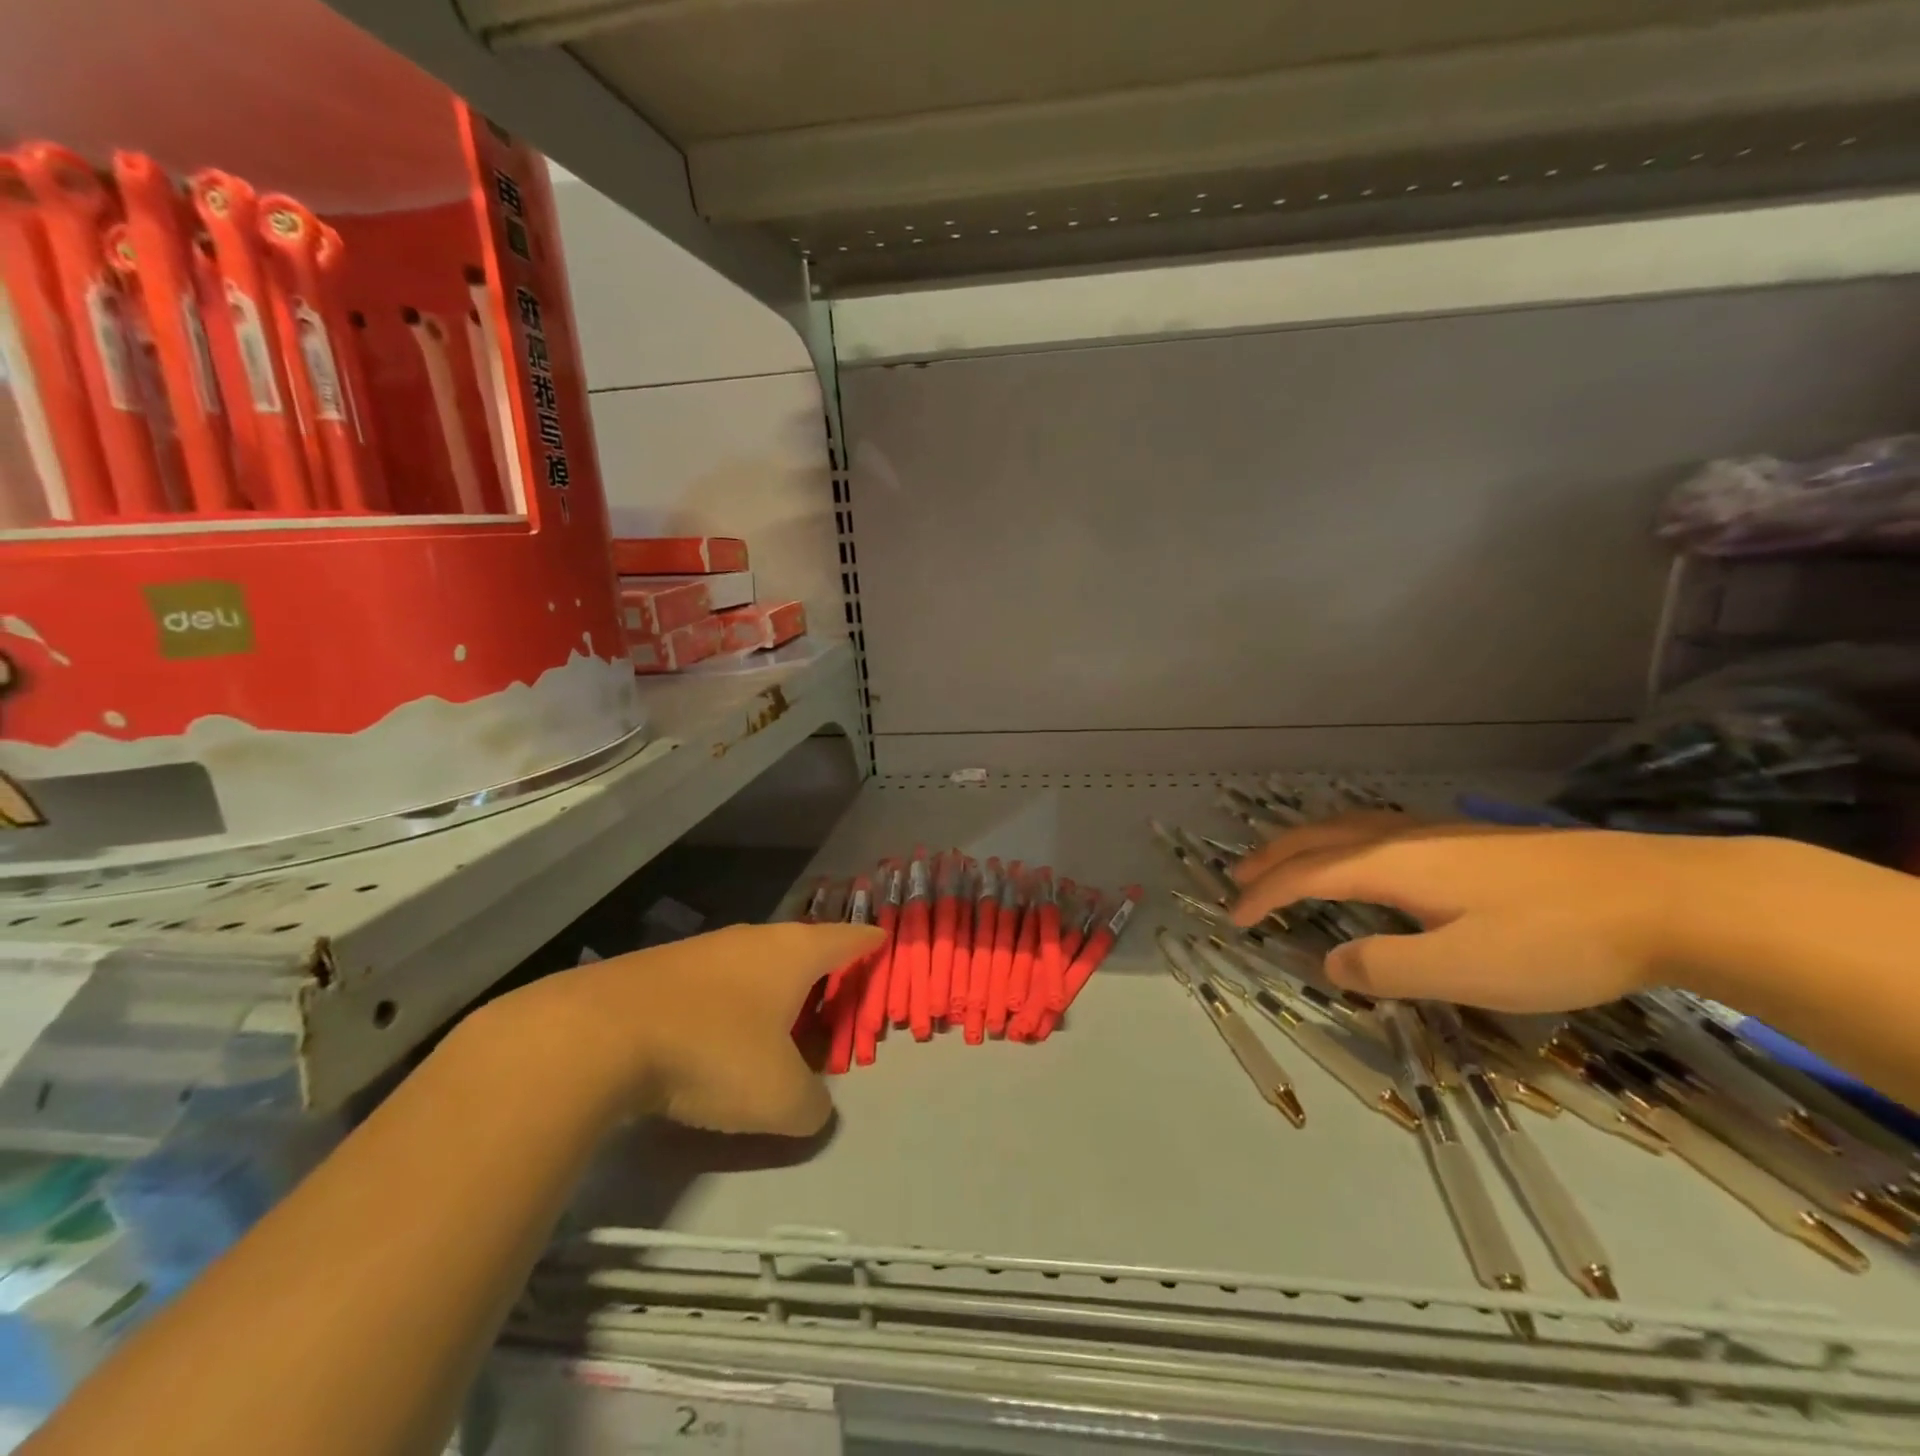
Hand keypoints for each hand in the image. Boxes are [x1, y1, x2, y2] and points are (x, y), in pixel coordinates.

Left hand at [481, 922, 883, 1135]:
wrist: (595, 1037)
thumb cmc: (711, 1053)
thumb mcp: (779, 1098)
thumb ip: (813, 1107)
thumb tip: (813, 1108)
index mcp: (793, 954)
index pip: (847, 937)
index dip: (869, 943)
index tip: (883, 942)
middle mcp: (752, 940)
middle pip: (799, 948)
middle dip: (819, 972)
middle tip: (832, 999)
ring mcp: (702, 951)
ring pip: (752, 965)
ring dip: (768, 991)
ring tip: (775, 1025)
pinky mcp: (657, 970)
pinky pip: (711, 984)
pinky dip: (726, 1005)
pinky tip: (713, 1039)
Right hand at [1228, 813, 1726, 1011]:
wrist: (1665, 897)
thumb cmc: (1554, 938)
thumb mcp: (1463, 970)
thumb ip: (1385, 968)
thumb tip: (1330, 962)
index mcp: (1390, 866)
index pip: (1306, 876)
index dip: (1264, 896)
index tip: (1234, 919)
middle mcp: (1404, 839)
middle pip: (1319, 839)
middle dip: (1273, 859)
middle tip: (1240, 879)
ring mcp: (1439, 833)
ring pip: (1349, 828)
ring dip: (1305, 845)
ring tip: (1286, 862)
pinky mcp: (1470, 842)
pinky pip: (1376, 831)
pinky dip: (1342, 842)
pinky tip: (1365, 859)